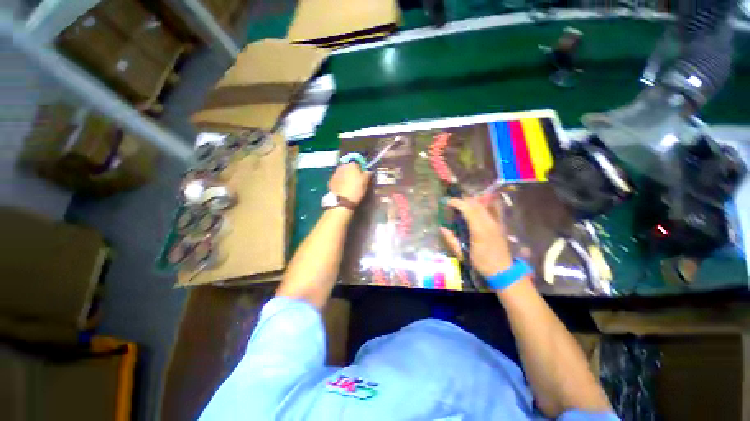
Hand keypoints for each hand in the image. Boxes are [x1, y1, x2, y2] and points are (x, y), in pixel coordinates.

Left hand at [328, 163, 371, 204]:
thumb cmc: (357, 189)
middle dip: (351, 173)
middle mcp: (342, 166)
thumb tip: (369, 171)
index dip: (360, 170)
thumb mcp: (366, 181)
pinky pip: (337, 179)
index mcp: (351, 165)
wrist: (343, 201)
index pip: (357, 164)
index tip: (362, 176)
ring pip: (342, 173)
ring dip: (345, 177)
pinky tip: (343, 189)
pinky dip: (340, 182)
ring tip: (349, 185)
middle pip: (348, 168)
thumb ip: (368, 173)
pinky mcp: (330, 181)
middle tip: (355, 181)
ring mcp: (334, 173)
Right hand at [440, 197, 512, 277]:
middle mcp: (488, 222)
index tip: (448, 202)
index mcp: (479, 230)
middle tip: (453, 204)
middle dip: (463, 200)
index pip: (467, 209)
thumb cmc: (481, 263)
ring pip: (483, 205)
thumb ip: (451, 240)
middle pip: (475, 204)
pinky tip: (474, 210)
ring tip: (462, 206)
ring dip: (471, 202)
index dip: (457, 203)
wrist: (503, 270)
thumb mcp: (462, 254)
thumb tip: (442, 228)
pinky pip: (489, 209)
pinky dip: (480, 206)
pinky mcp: (499, 224)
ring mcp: (496, 222)